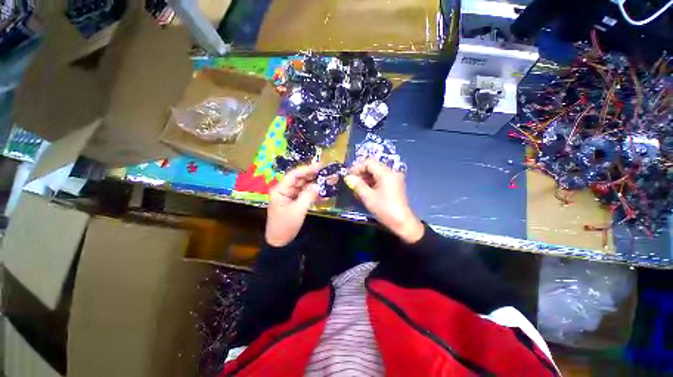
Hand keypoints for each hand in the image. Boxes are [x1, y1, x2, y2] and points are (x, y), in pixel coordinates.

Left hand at [266, 163, 320, 246]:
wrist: (280, 242)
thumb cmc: (285, 226)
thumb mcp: (297, 210)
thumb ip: (308, 196)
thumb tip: (318, 184)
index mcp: (280, 189)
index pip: (294, 175)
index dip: (307, 169)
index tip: (320, 166)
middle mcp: (285, 190)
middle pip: (300, 179)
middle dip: (314, 175)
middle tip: (328, 172)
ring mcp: (291, 195)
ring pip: (304, 185)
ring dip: (316, 183)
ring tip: (329, 180)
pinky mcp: (296, 201)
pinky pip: (306, 194)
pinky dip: (314, 193)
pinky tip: (325, 192)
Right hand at [345, 159, 423, 243]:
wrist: (402, 223)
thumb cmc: (384, 208)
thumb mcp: (368, 197)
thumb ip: (357, 185)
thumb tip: (348, 178)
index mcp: (386, 173)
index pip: (369, 162)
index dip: (357, 167)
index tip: (349, 177)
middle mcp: (391, 173)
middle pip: (373, 167)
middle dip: (361, 174)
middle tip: (352, 183)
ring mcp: (394, 179)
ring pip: (376, 174)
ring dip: (366, 179)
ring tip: (357, 189)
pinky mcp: (394, 186)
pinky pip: (381, 180)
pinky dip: (372, 183)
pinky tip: (365, 192)